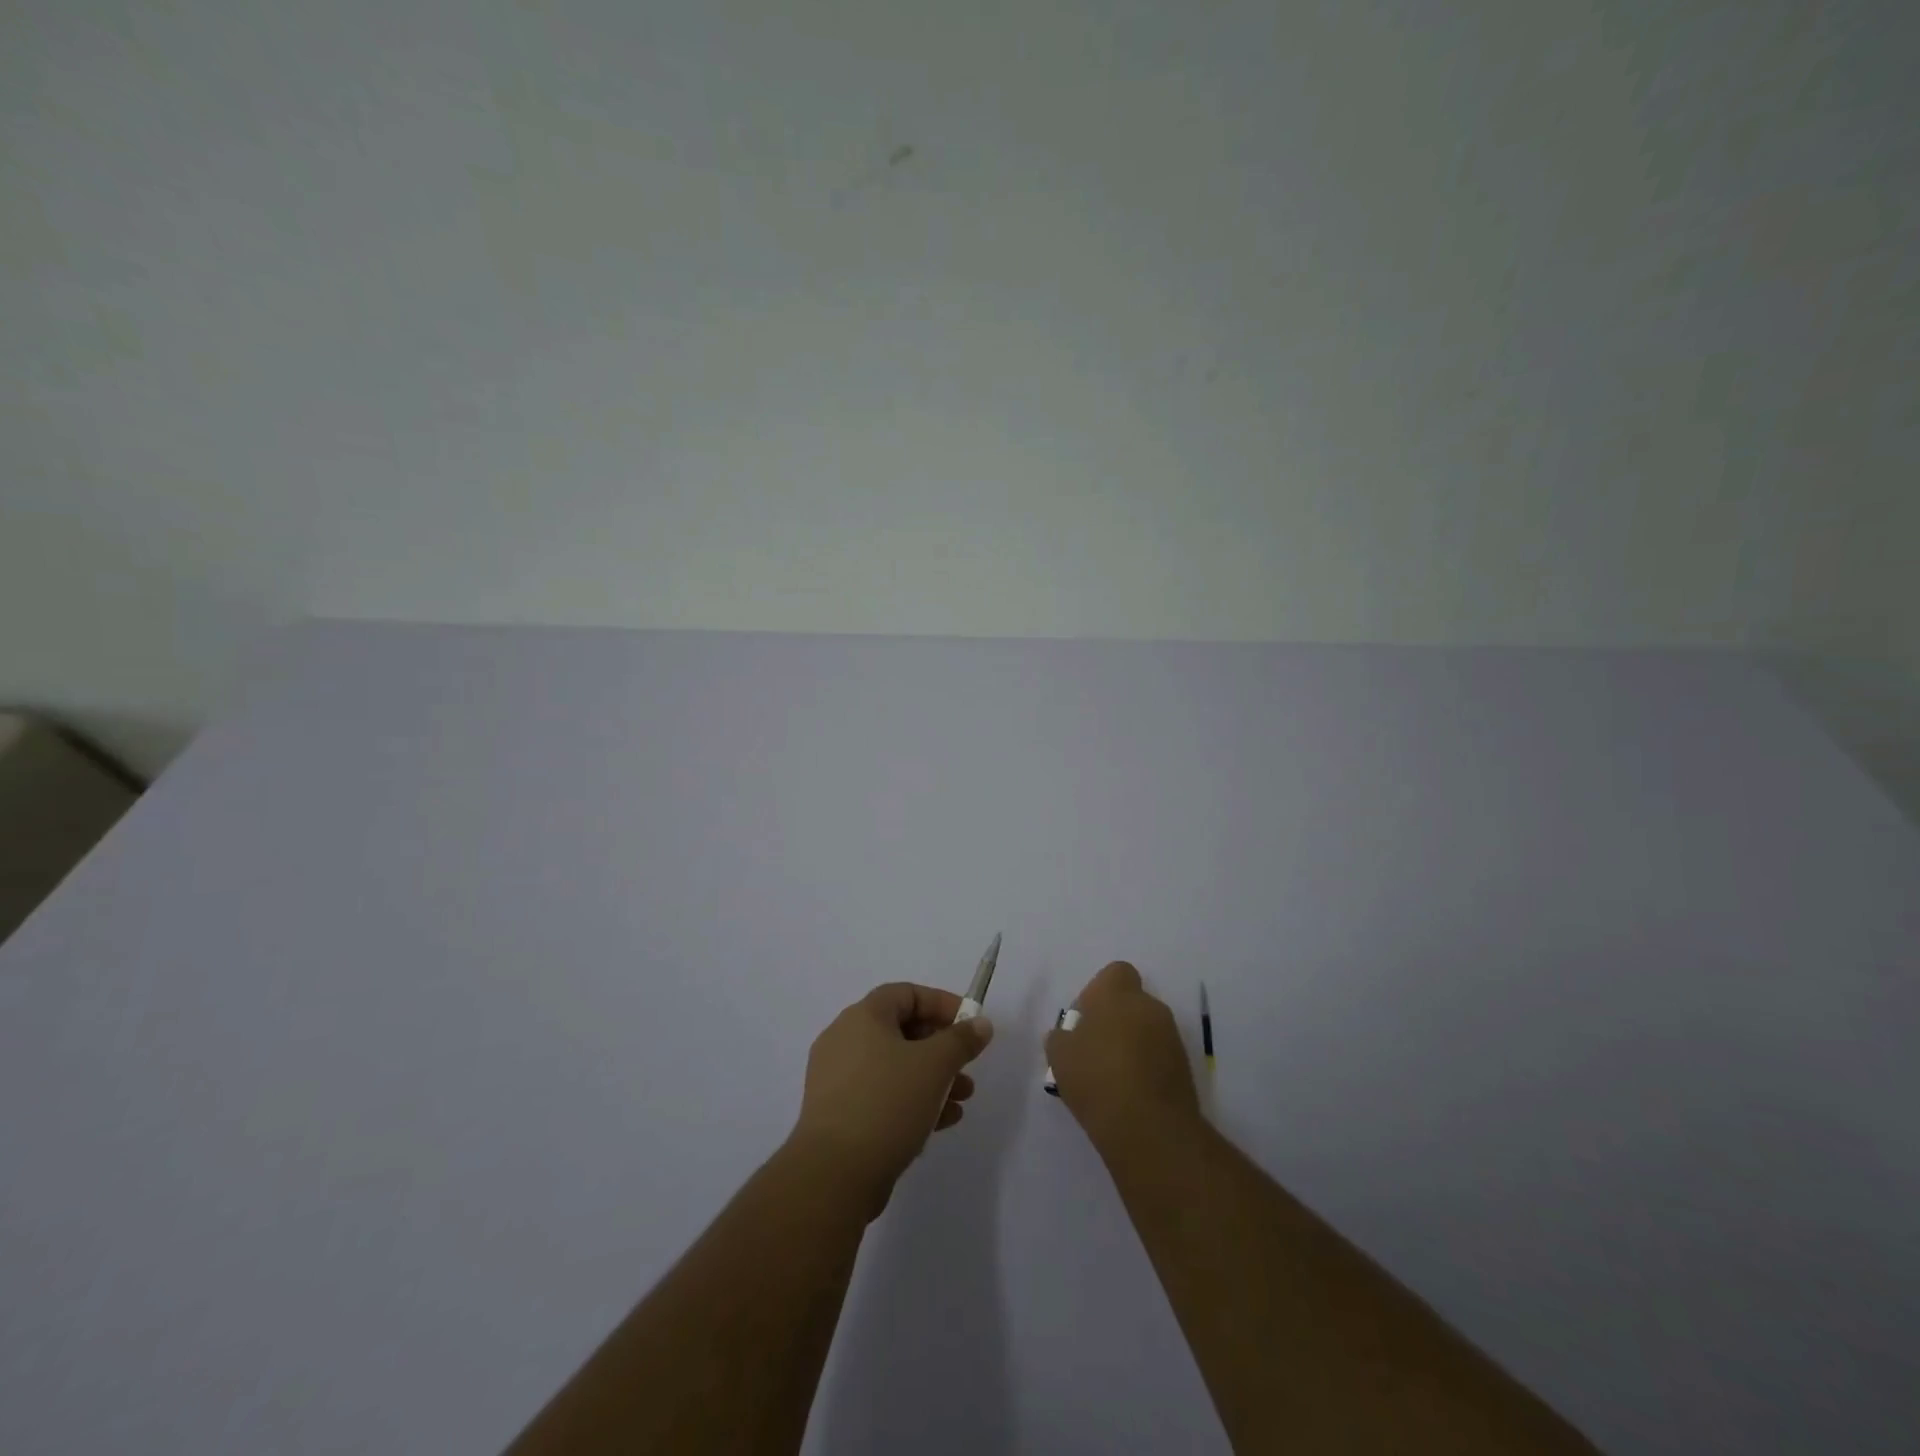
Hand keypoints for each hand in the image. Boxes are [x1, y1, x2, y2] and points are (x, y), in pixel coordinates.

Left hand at [788, 983, 994, 1215]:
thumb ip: (961, 1040)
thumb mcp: (934, 1066)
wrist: (833, 1174)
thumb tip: (980, 1024)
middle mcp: (845, 1039)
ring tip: (962, 1099)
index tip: (969, 1024)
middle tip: (967, 1066)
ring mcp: (837, 1078)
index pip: (907, 994)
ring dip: (931, 1078)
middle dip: (941, 1047)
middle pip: (901, 1030)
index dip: (942, 1004)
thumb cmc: (887, 1103)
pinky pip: (881, 1095)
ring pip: (894, 1066)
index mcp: (863, 1017)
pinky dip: (911, 1100)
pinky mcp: (837, 1114)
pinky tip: (941, 1122)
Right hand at [1046, 961, 1199, 1150]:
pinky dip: (1146, 1067)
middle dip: (1115, 1020)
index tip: (1085, 1019)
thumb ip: (1061, 1037)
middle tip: (1094, 1050)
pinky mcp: (1185, 1067)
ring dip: (1132, 1044)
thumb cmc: (1096, 1078)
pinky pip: (1159, 1055)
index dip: (1099, 992)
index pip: (1115, 973)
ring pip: (1146, 1030)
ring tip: (1110, 1078)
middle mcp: (1149, 1006)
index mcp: (1117, 993)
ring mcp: (1171, 1036)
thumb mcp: (1059, 1056)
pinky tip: (1129, 1093)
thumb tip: (1068, 1035)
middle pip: (1131, 1003)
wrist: (1149, 1128)